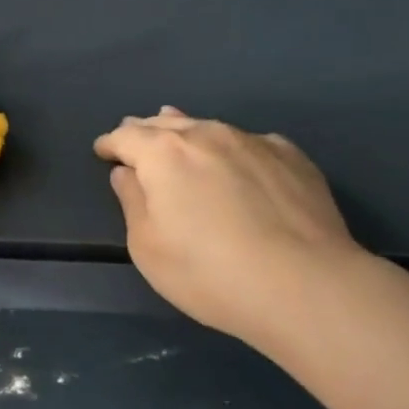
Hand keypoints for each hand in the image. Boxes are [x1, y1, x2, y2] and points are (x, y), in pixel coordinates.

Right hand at [94, 108, 362, 345]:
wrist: (305, 285)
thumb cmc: (209, 272)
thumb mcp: (148, 247)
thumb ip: (132, 202)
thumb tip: (127, 173)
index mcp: (164, 154)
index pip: (126, 137)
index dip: (110, 143)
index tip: (102, 150)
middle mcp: (207, 135)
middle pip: (167, 124)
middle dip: (146, 130)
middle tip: (135, 136)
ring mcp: (253, 142)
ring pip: (209, 127)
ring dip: (188, 132)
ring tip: (179, 132)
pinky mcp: (292, 157)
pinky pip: (250, 143)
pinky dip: (233, 148)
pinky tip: (239, 161)